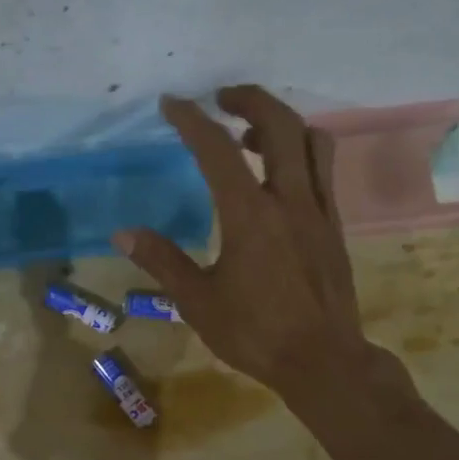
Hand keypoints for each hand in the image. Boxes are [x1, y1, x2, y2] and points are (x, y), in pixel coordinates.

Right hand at [113, 86, 383, 409]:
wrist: (324, 361)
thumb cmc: (256, 333)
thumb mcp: (198, 301)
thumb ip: (162, 260)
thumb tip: (124, 233)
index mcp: (249, 215)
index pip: (217, 149)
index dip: (192, 119)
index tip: (173, 102)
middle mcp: (289, 200)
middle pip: (280, 124)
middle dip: (250, 99)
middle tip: (222, 98)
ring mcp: (319, 210)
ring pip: (313, 141)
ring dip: (282, 123)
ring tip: (251, 134)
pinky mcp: (334, 226)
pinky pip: (324, 170)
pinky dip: (302, 152)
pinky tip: (279, 175)